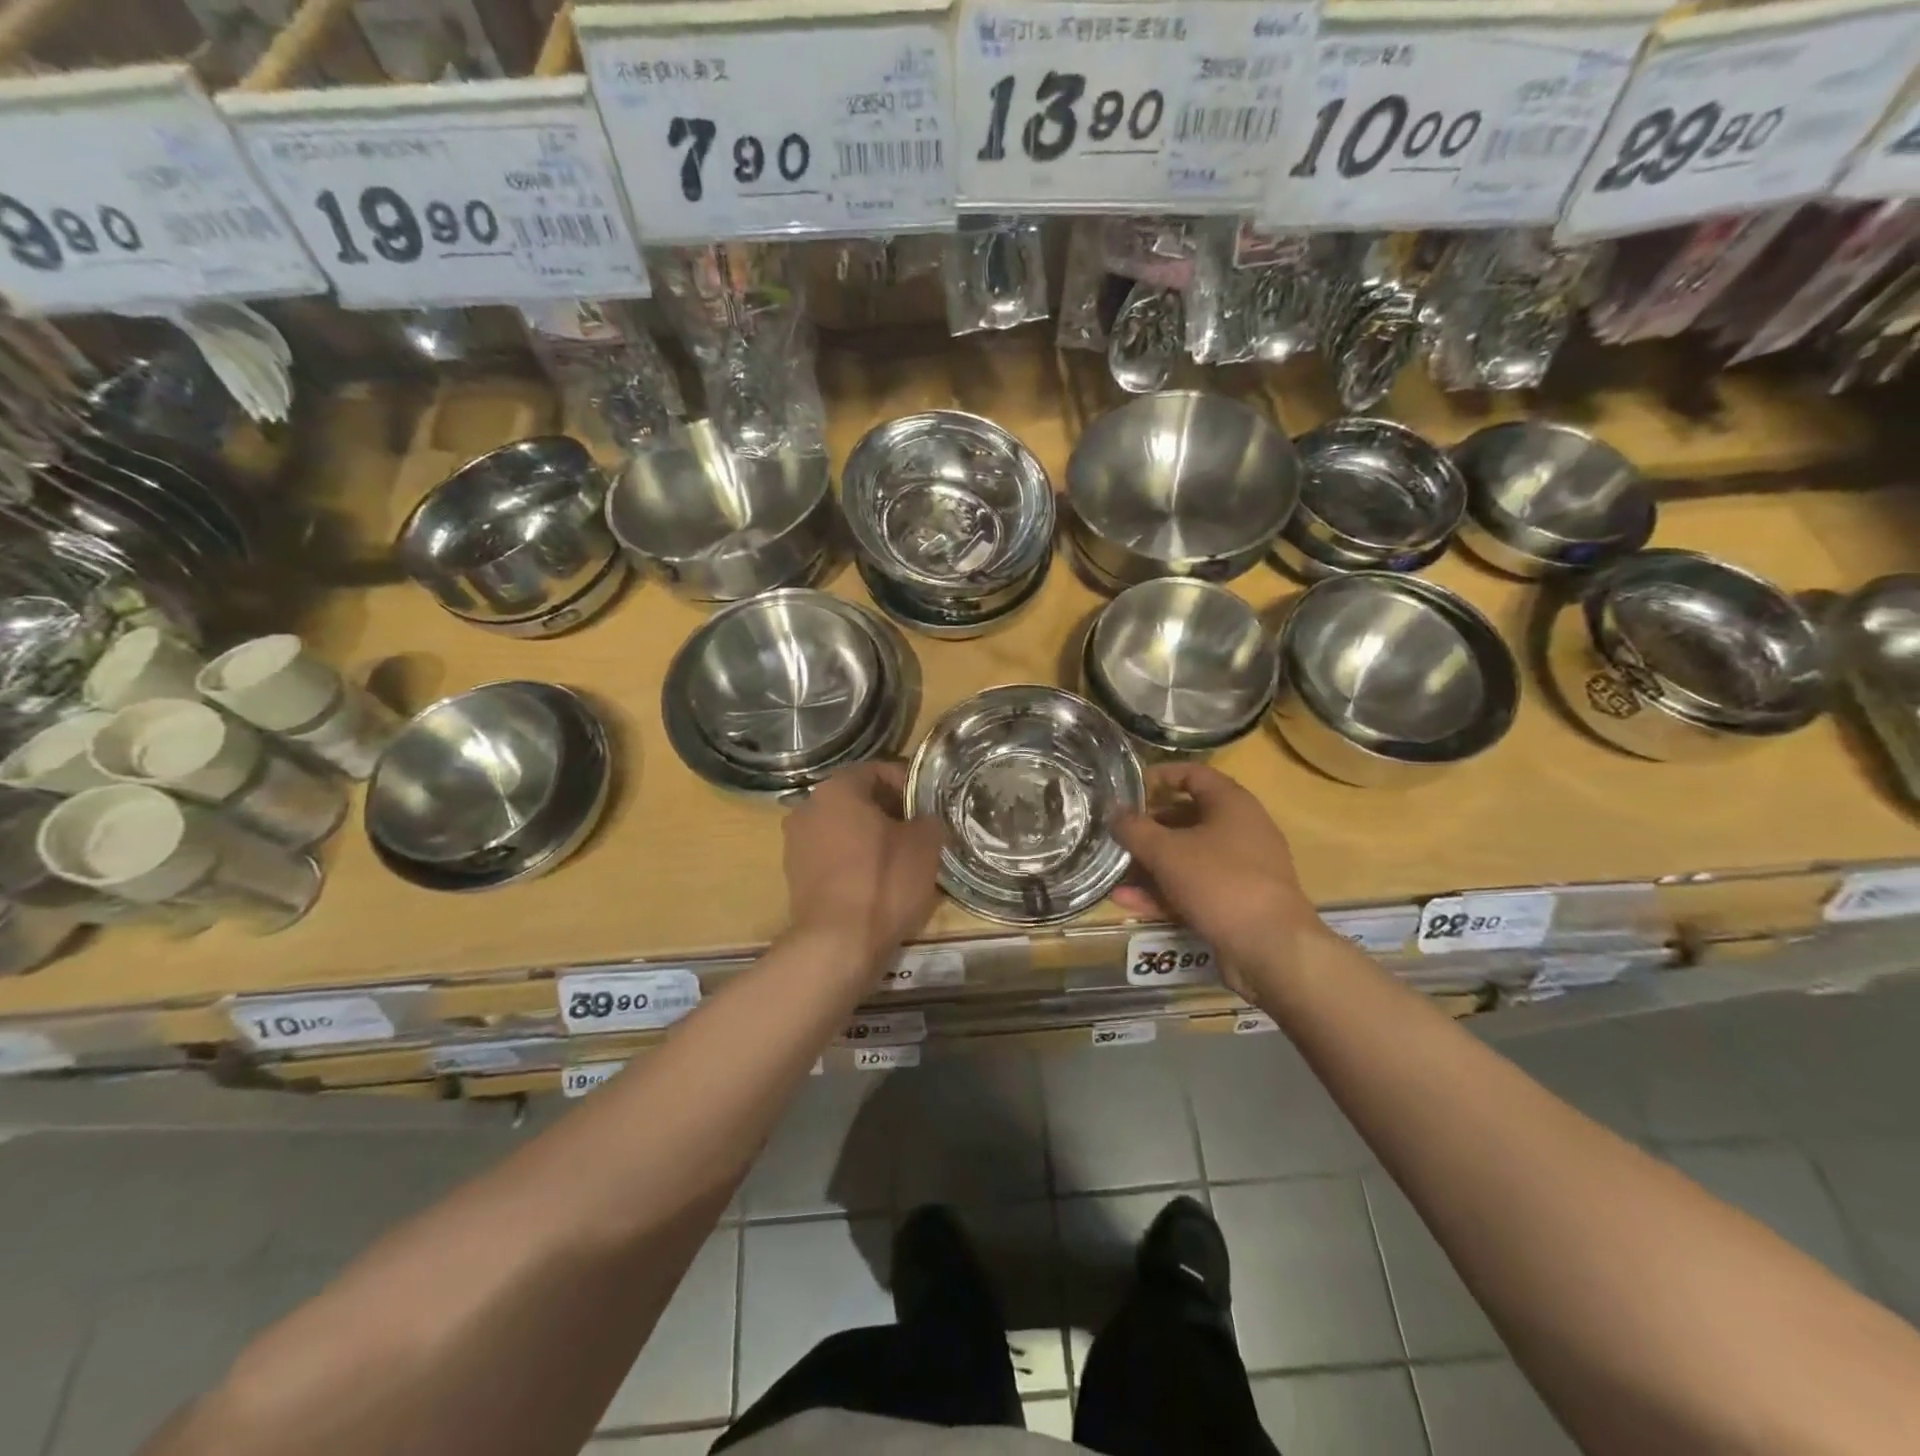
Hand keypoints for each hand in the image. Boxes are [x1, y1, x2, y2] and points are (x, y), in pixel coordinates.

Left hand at [782, 762, 945, 968]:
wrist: (838, 944)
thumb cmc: (884, 882)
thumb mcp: (925, 844)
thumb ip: (929, 819)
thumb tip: (925, 820)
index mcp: (837, 789)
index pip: (879, 770)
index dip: (910, 784)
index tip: (931, 805)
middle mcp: (808, 807)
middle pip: (858, 799)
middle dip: (890, 811)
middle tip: (920, 832)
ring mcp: (796, 843)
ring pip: (843, 828)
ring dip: (871, 837)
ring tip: (901, 859)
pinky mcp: (794, 876)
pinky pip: (832, 856)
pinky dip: (854, 861)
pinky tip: (877, 882)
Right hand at [1111, 764, 1322, 987]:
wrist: (1271, 948)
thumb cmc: (1219, 882)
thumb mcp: (1166, 852)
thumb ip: (1134, 829)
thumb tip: (1113, 812)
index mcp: (1232, 804)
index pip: (1193, 774)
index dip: (1160, 776)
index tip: (1128, 787)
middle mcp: (1240, 830)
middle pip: (1187, 818)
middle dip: (1148, 828)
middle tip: (1117, 834)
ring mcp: (1240, 868)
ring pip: (1187, 857)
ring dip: (1150, 865)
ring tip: (1114, 873)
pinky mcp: (1235, 901)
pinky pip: (1193, 887)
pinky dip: (1163, 892)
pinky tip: (1127, 902)